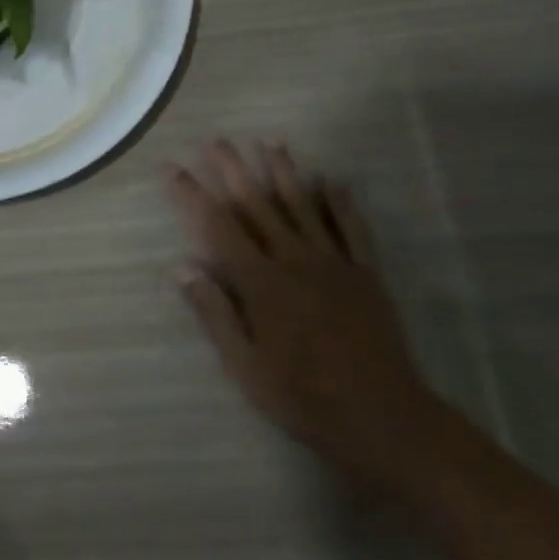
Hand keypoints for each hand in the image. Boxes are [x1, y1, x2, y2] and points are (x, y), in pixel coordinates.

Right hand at [168, 140, 444, 493]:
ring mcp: (334, 263)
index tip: (172, 167)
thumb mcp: (246, 367)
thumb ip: (215, 313)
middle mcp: (294, 260)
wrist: (386, 419)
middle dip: (234, 170)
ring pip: (303, 206)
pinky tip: (332, 180)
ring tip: (270, 142)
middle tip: (216, 140)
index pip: (217, 227)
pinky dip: (341, 202)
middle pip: (258, 205)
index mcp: (261, 283)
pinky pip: (352, 228)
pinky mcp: (365, 273)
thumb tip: (182, 266)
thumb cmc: (305, 398)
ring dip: (284, 172)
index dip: (192, 195)